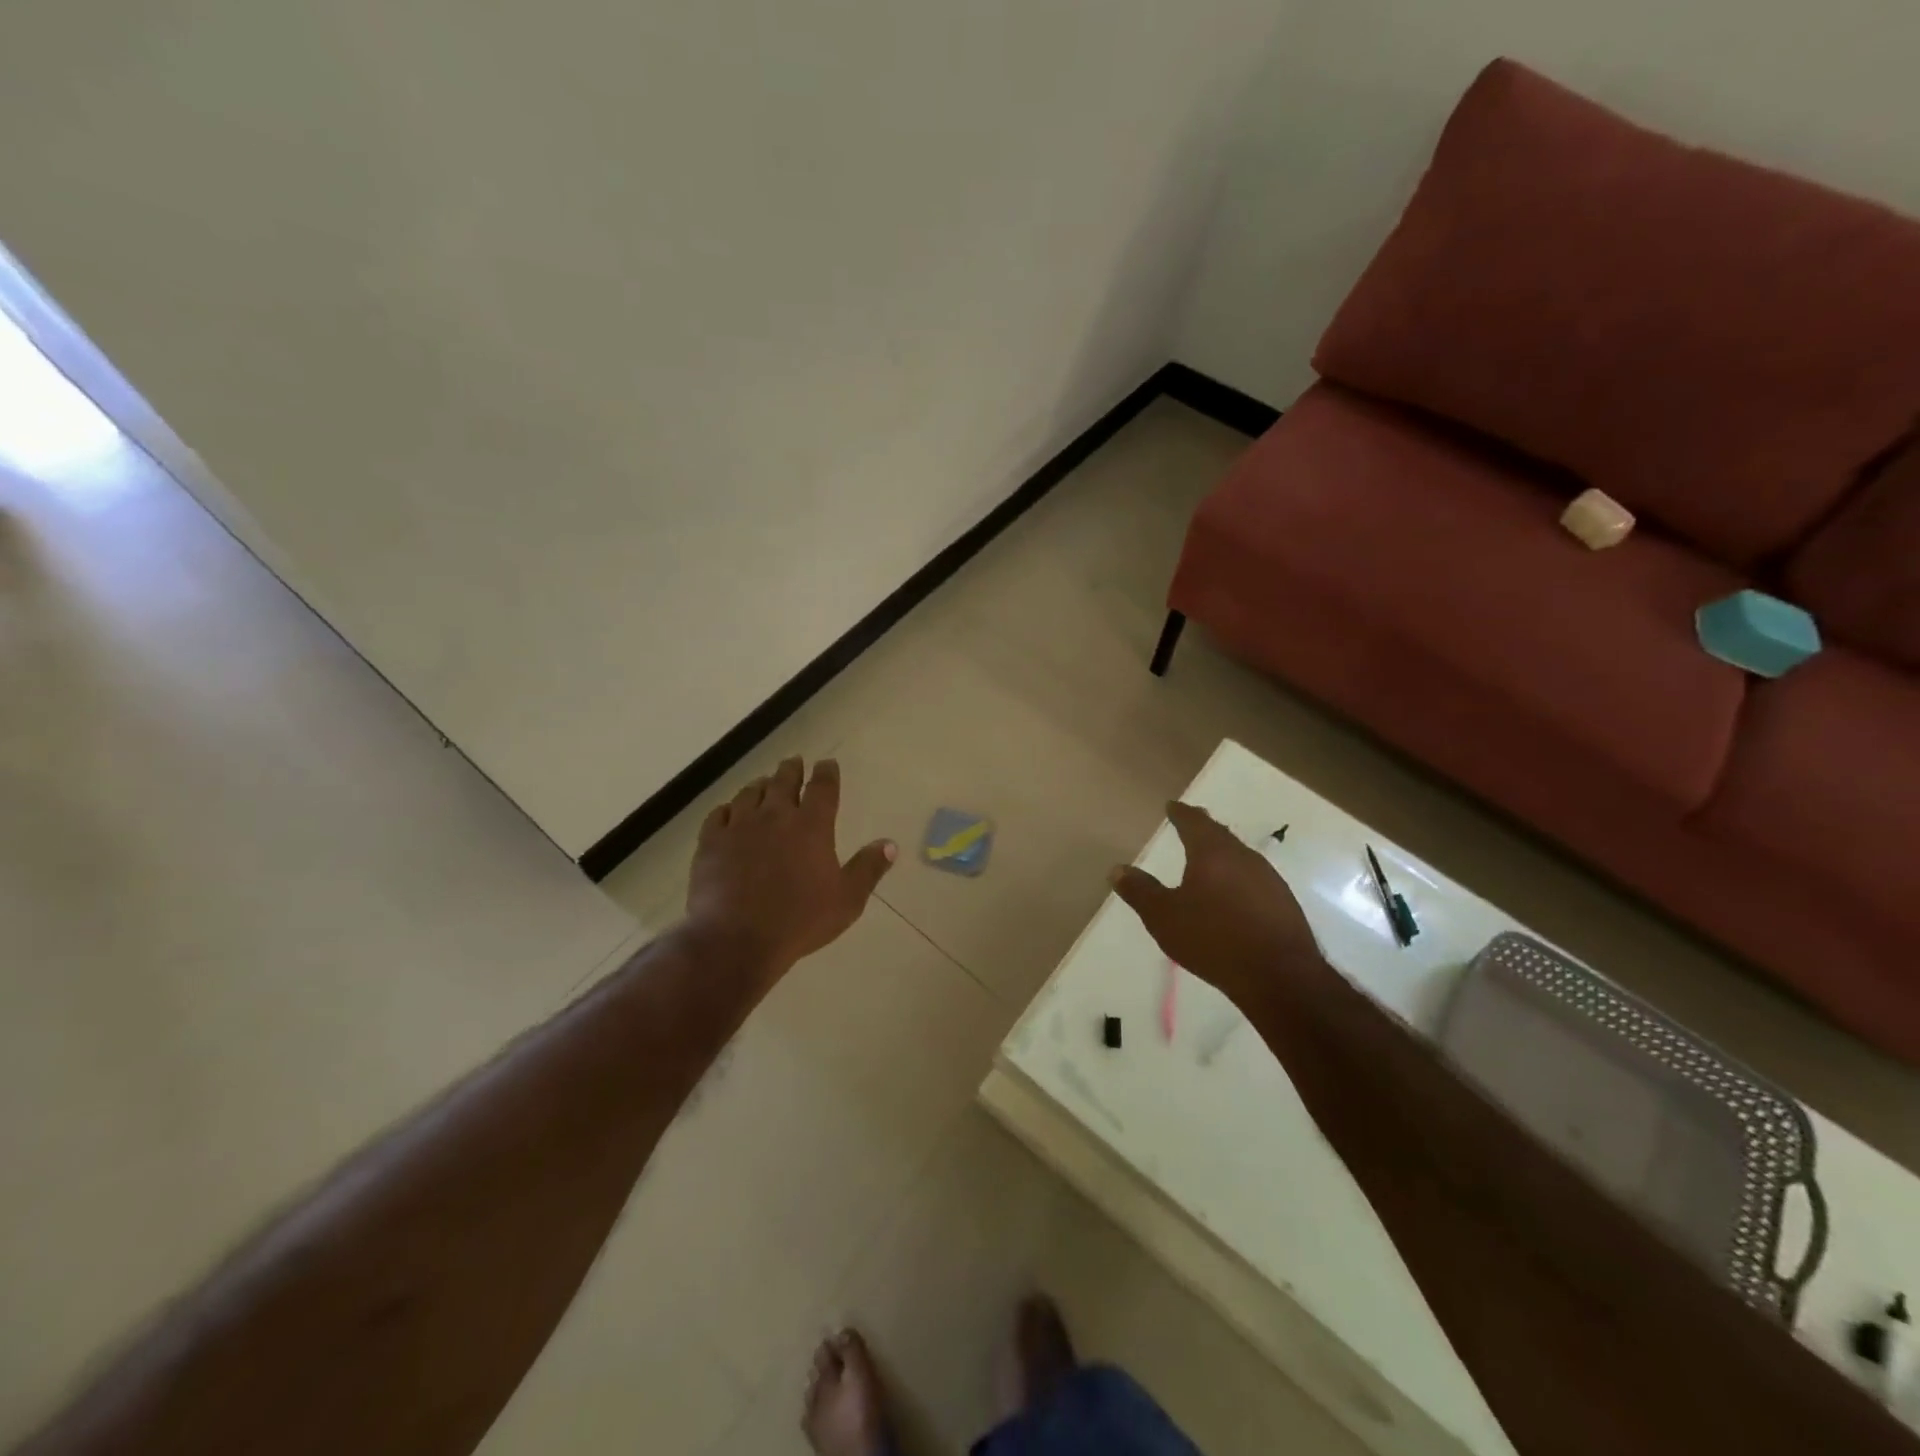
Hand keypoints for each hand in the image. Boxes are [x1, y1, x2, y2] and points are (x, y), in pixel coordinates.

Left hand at [685, 757, 895, 986]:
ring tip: (764, 783)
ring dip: (760, 785)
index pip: (822, 787)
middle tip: (794, 763)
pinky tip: (729, 812)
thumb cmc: (800, 920)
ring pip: (750, 793)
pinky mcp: (711, 843)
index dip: (826, 772)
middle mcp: (775, 816)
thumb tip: (890, 844)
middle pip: (783, 781)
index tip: (827, 764)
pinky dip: (728, 809)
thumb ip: (868, 868)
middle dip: (792, 770)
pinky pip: (719, 815)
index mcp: (812, 826)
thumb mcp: (847, 899)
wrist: (736, 939)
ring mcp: (739, 827)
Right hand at [1111, 801, 1322, 1012]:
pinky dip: (1237, 878)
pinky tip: (1233, 894)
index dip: (1180, 813)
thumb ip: (1140, 891)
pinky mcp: (1283, 903)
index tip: (1172, 806)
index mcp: (1212, 852)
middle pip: (1220, 835)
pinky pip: (1254, 879)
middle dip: (1202, 829)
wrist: (1279, 977)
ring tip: (1208, 859)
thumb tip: (1118, 869)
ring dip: (1222, 853)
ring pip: (1239, 856)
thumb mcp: (1164, 917)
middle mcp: (1243, 857)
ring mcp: (1269, 879)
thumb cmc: (1213, 939)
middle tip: (1189, 824)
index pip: (1194, 822)